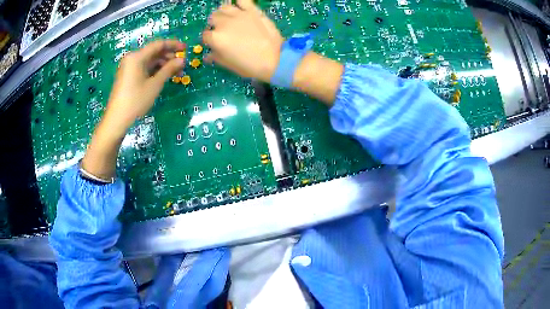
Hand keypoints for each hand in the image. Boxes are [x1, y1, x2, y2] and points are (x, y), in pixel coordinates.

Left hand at [82, 40, 184, 179]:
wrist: (117, 120)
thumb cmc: (136, 101)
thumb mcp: (155, 85)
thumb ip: (169, 69)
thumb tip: (182, 60)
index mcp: (137, 57)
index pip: (158, 44)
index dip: (173, 45)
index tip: (186, 49)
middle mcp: (132, 59)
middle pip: (154, 52)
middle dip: (169, 57)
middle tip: (182, 65)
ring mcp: (129, 68)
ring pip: (149, 61)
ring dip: (163, 65)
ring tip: (175, 73)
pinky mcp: (128, 77)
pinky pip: (144, 68)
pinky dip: (154, 71)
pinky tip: (163, 77)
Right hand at [202, 0, 283, 82]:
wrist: (274, 59)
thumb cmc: (249, 65)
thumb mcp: (229, 65)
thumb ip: (216, 57)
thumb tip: (208, 55)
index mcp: (216, 38)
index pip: (205, 35)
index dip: (209, 40)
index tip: (214, 43)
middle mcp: (224, 23)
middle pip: (213, 19)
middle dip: (215, 25)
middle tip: (223, 31)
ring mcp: (238, 15)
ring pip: (224, 8)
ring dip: (223, 13)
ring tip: (229, 19)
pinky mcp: (252, 10)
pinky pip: (242, 0)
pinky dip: (240, 2)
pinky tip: (240, 7)